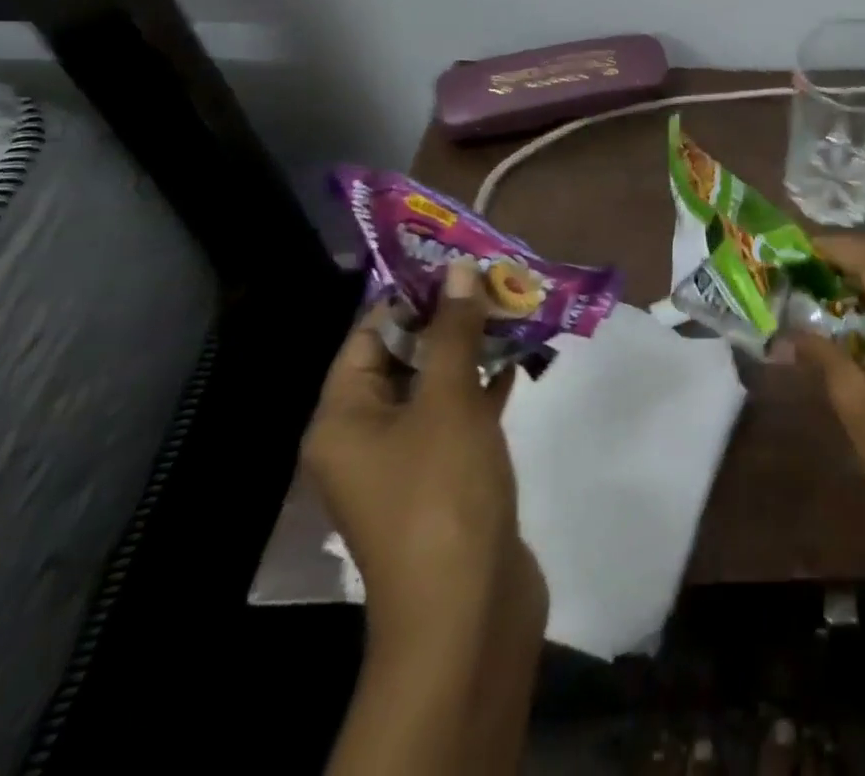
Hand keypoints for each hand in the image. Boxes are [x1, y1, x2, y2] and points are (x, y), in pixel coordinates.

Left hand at [302, 260, 545, 658]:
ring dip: (473, 349)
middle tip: (498, 279)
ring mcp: (408, 459)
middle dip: (451, 318)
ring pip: (438, 385)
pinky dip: (485, 386)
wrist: (467, 604)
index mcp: (344, 418)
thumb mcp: (448, 401)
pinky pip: (459, 415)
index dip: (412, 295)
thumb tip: (460, 271)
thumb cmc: (442, 492)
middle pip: (405, 358)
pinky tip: (520, 361)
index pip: (369, 336)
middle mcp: (366, 435)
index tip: (460, 260)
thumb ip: (453, 334)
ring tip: (516, 308)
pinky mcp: (446, 476)